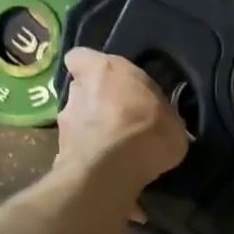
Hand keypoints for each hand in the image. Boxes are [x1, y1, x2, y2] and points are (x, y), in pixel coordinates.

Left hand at [56, 49, 188, 193]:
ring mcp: (65, 124)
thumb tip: (161, 120)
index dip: (91, 69)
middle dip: (96, 106)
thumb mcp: (172, 119)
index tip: (107, 81)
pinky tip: (111, 177)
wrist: (113, 169)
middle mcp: (77, 91)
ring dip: (93, 135)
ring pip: (79, 125)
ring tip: (116, 154)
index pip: (81, 57)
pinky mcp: (61, 154)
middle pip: (82, 92)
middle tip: (120, 123)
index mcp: (103, 70)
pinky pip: (80, 155)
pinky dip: (93, 162)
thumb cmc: (146, 129)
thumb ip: (159, 113)